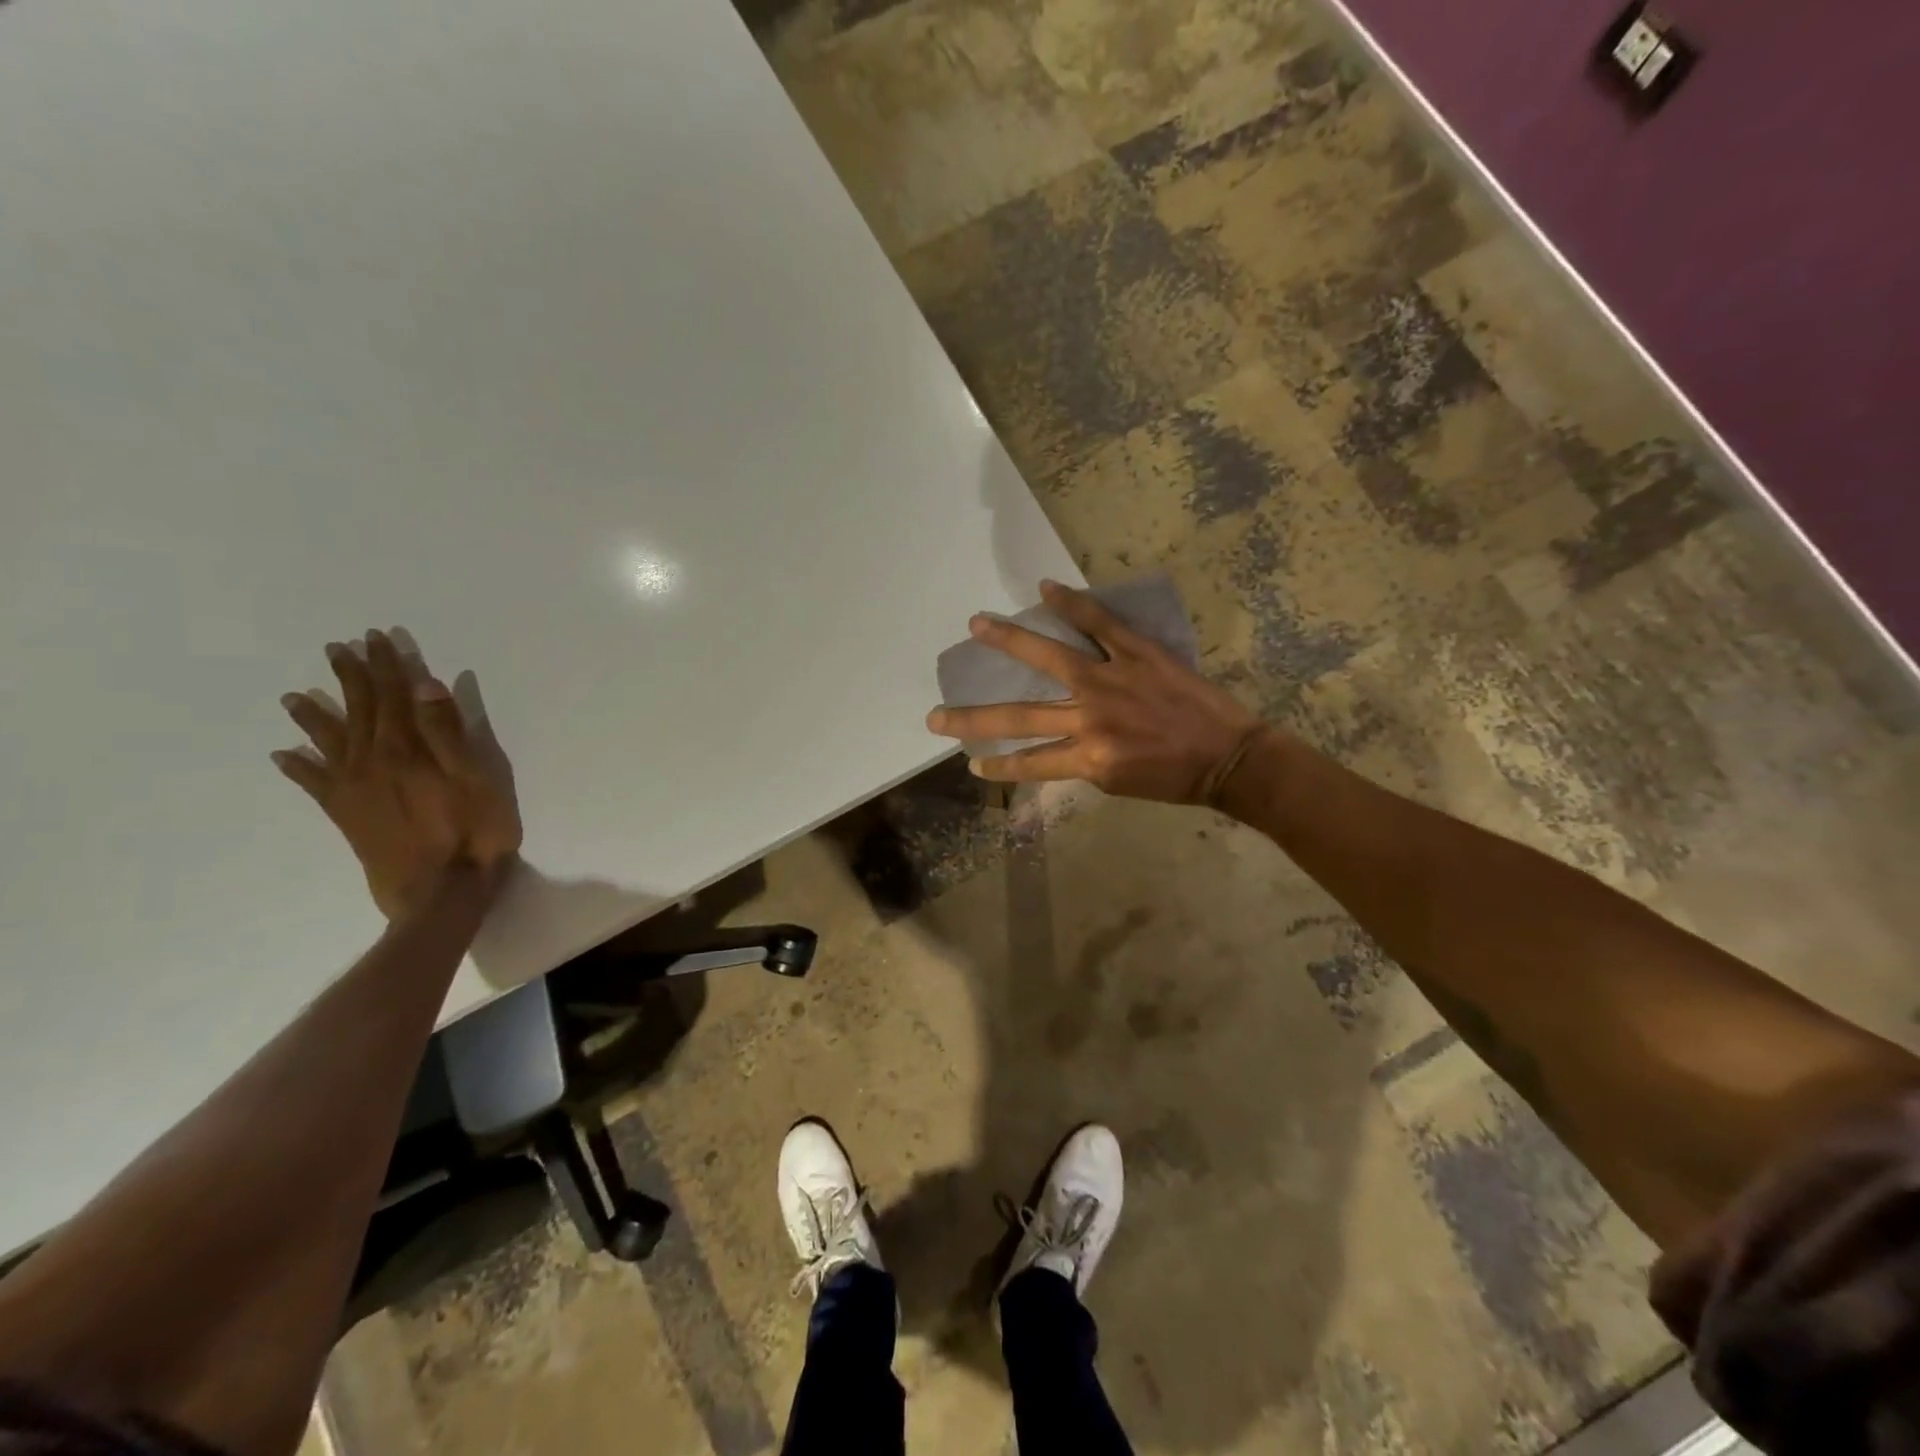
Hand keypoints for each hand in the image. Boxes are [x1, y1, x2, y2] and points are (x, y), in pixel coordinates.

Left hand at [273, 630, 522, 919]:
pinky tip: (283, 756)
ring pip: (330, 742)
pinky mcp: (347, 817)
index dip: (388, 666)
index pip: (396, 697)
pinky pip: (315, 786)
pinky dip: (299, 768)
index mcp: (406, 750)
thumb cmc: (473, 833)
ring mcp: (354, 790)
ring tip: (295, 696)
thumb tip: (426, 687)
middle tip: (338, 649)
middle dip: (352, 678)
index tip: (377, 638)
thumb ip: (449, 733)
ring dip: (316, 716)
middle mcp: (372, 762)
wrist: (440, 894)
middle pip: (361, 711)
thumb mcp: (476, 779)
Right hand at [925, 580, 1264, 803]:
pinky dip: (1072, 605)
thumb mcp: (1119, 785)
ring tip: (976, 625)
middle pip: (1018, 717)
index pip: (1027, 763)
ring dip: (1008, 640)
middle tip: (934, 716)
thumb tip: (1057, 743)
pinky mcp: (1136, 653)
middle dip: (971, 719)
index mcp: (1086, 757)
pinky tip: (1044, 589)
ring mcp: (1110, 680)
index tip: (971, 764)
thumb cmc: (1175, 779)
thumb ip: (1082, 763)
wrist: (1229, 757)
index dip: (997, 767)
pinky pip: (1099, 624)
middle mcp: (1089, 718)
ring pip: (1048, 657)